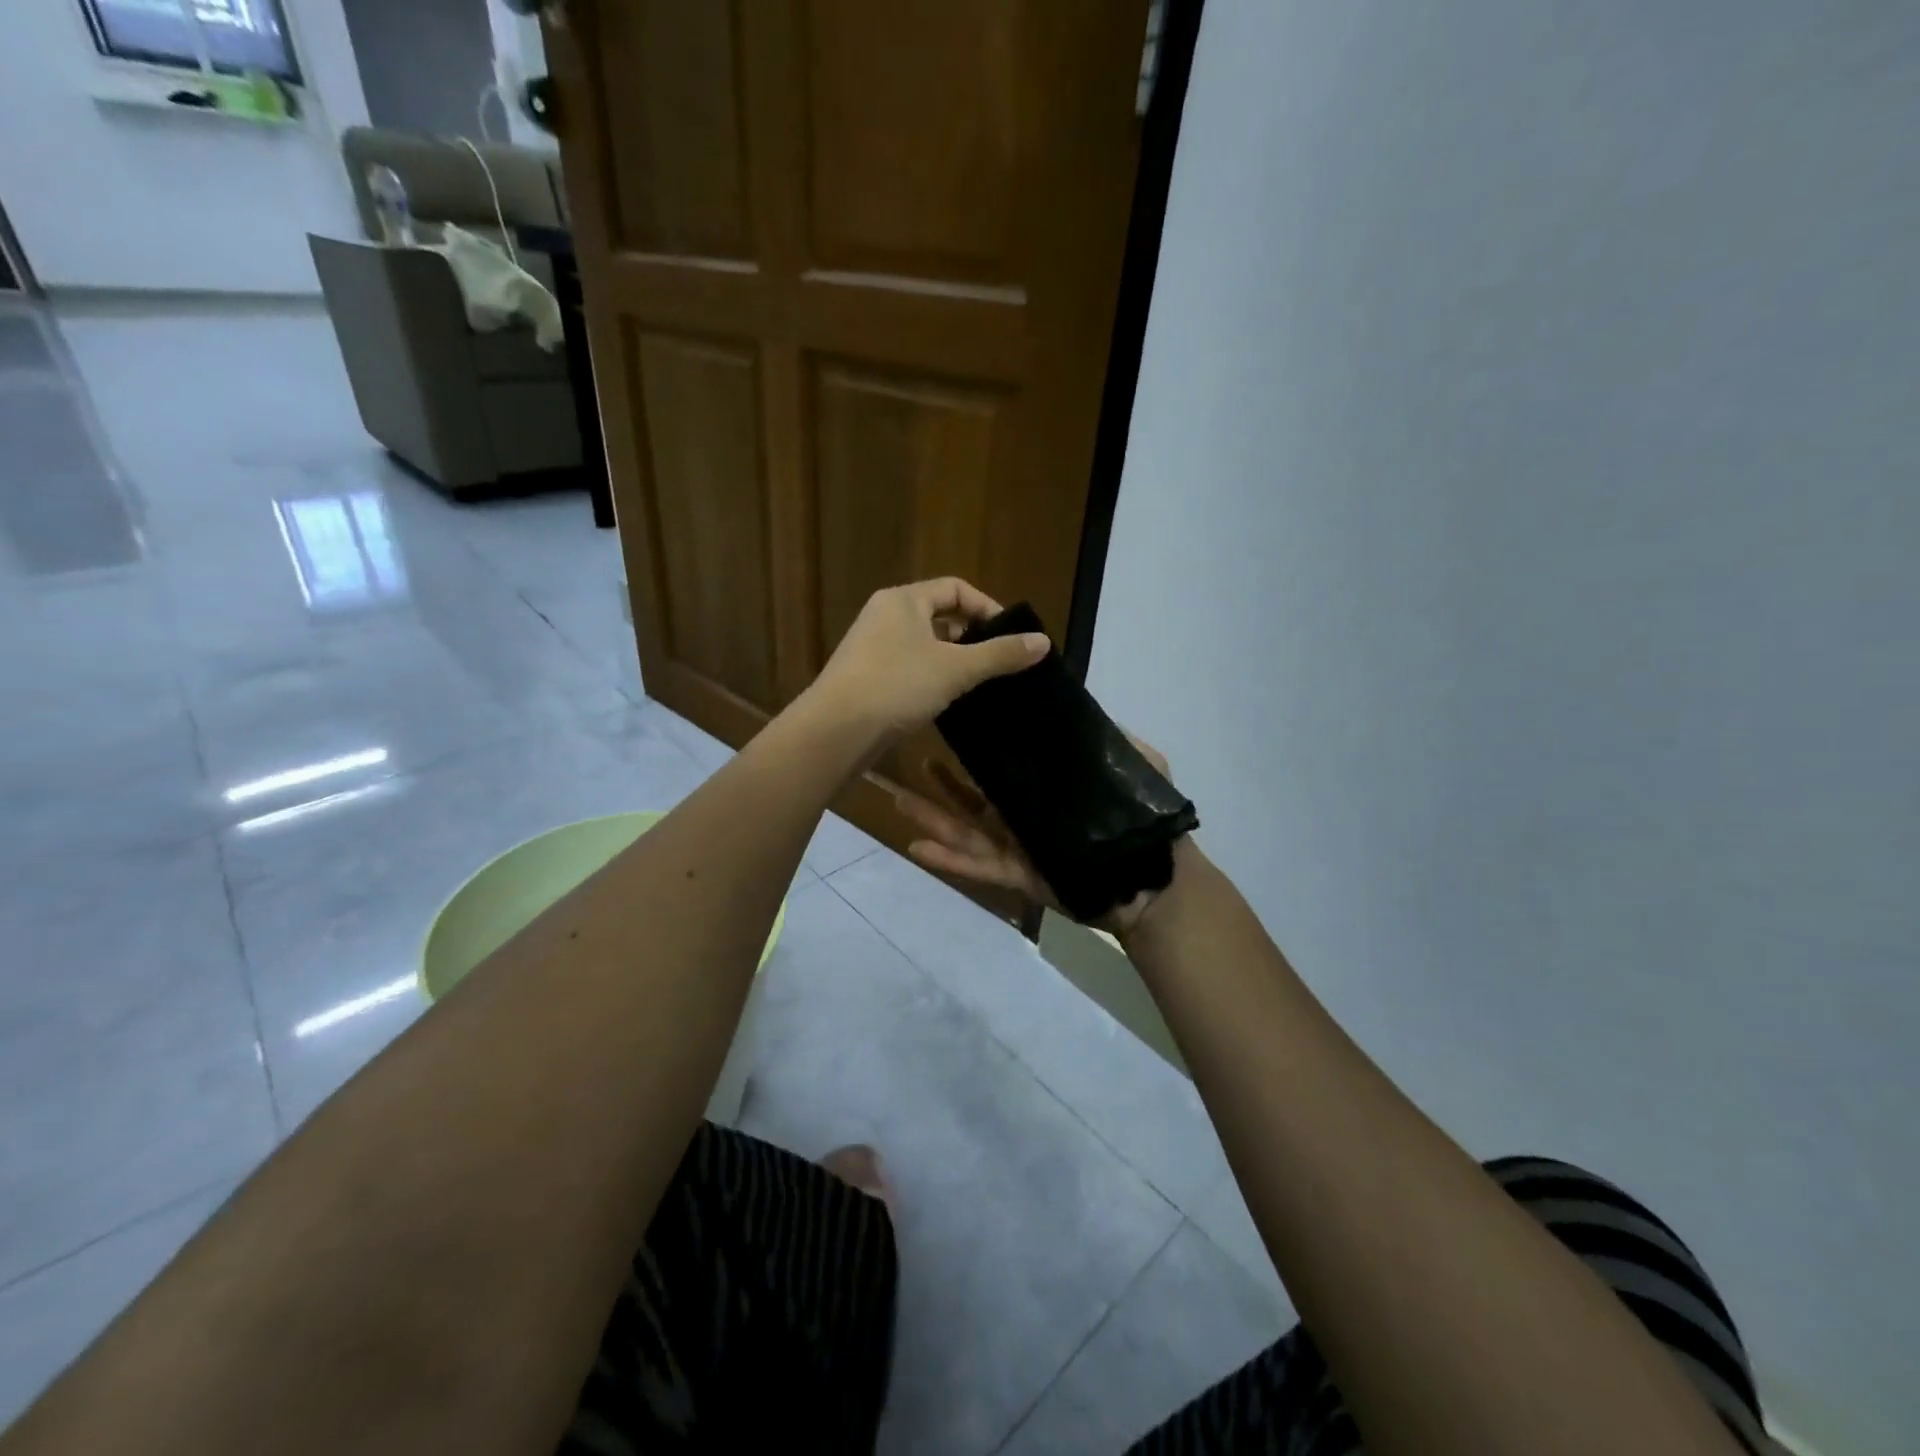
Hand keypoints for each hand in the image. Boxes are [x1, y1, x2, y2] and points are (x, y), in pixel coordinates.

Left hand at [807, 578, 1048, 747]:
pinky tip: (946, 700)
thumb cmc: (897, 686)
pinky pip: (908, 667)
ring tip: (978, 683)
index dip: (987, 608)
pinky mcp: (866, 677)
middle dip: (971, 636)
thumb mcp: (956, 668)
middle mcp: (884, 615)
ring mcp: (871, 647)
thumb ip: (1000, 654)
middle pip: (939, 615)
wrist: (836, 731)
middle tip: (997, 661)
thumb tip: (1043, 642)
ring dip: (952, 659)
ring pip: (923, 644)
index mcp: (903, 600)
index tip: (1010, 637)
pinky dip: (931, 677)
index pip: (955, 588)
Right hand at [896, 744, 1176, 935]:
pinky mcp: (1016, 876)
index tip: (950, 721)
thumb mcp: (1136, 764)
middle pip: (970, 796)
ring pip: (964, 829)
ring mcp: (1016, 846)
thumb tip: (1078, 705)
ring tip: (896, 797)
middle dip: (938, 782)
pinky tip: (916, 846)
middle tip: (905, 758)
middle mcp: (1023, 815)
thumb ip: (1109, 739)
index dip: (975, 747)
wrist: (1153, 881)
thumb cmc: (1141, 821)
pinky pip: (977, 866)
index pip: (1003, 764)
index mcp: (1044, 789)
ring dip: (931, 815)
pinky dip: (948, 859)